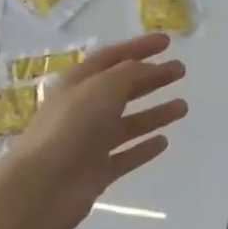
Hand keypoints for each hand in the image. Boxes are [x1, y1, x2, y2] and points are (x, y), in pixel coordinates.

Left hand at [0, 33, 186, 228]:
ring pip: (128, 123)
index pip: (112, 57)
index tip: (168, 42)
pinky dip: (144, 148)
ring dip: (154, 113)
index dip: (139, 47)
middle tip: (180, 71)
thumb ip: (129, 74)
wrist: (44, 186)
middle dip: (152, 78)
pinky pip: (126, 155)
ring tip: (183, 107)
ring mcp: (90, 142)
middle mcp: (84, 109)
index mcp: (79, 82)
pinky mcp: (97, 171)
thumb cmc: (72, 127)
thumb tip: (146, 68)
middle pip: (123, 88)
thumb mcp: (103, 87)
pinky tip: (164, 142)